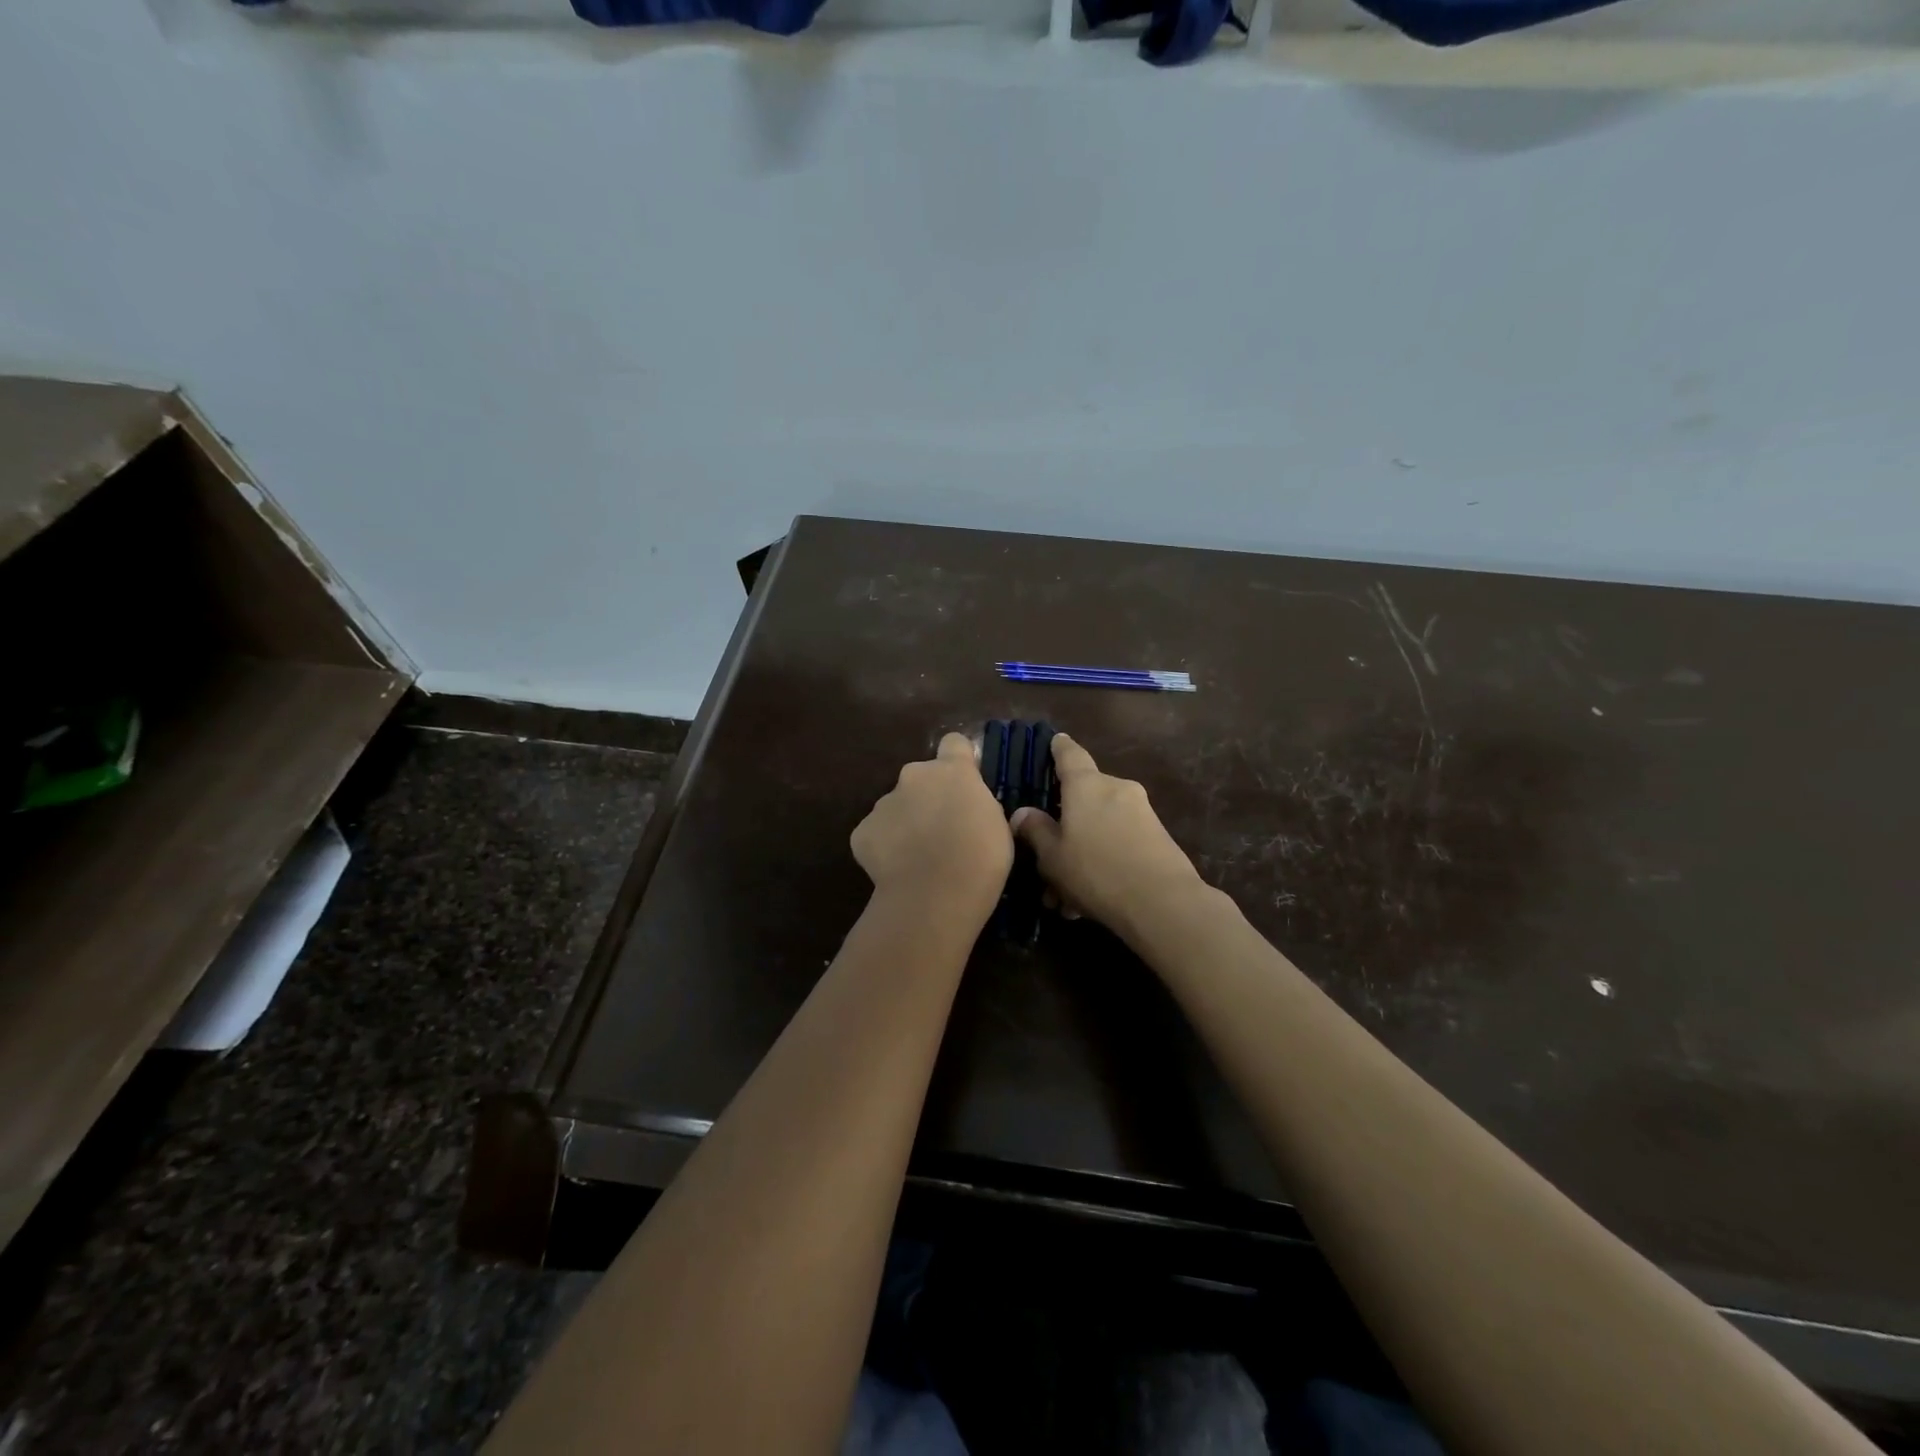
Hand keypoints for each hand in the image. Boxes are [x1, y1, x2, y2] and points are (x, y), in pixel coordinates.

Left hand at [852, 733, 1013, 921]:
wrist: (934, 896)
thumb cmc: (980, 859)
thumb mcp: (997, 826)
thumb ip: (979, 805)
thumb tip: (969, 808)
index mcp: (952, 771)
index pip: (954, 743)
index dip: (959, 760)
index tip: (964, 782)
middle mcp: (914, 776)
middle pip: (921, 778)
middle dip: (929, 797)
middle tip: (942, 831)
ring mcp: (884, 803)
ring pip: (897, 806)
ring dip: (907, 822)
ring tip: (919, 858)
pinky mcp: (862, 831)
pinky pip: (876, 833)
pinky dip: (885, 847)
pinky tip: (899, 870)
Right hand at [1010, 734, 1206, 944]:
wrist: (1162, 903)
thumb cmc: (1096, 872)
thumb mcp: (1053, 857)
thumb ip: (1036, 831)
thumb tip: (1022, 813)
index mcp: (1087, 785)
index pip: (1070, 754)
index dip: (1059, 748)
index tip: (1055, 740)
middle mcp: (1116, 789)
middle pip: (1084, 798)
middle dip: (1065, 825)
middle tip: (1047, 857)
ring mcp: (1141, 812)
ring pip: (1100, 827)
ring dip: (1082, 853)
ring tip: (1065, 897)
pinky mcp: (1158, 837)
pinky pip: (1119, 843)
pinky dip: (1102, 863)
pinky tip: (1087, 904)